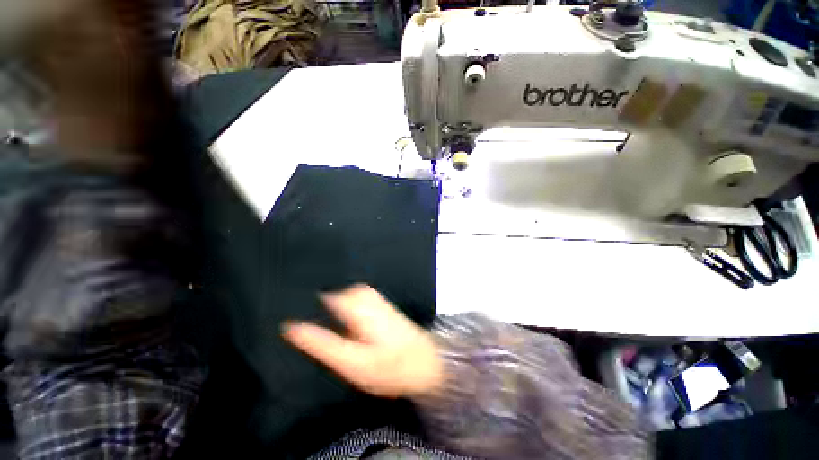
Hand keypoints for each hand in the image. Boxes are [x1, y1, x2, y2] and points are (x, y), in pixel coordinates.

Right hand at [282, 285, 442, 398]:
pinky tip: (339, 317)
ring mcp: (373, 297)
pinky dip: (342, 303)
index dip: (302, 300)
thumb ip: (323, 343)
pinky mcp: (379, 304)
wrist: (425, 362)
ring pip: (342, 292)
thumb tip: (292, 327)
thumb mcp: (352, 362)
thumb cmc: (390, 366)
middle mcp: (364, 295)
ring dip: (328, 301)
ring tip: (313, 314)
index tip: (286, 309)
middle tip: (296, 312)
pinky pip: (354, 296)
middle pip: (332, 290)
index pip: (321, 294)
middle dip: (315, 299)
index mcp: (355, 305)